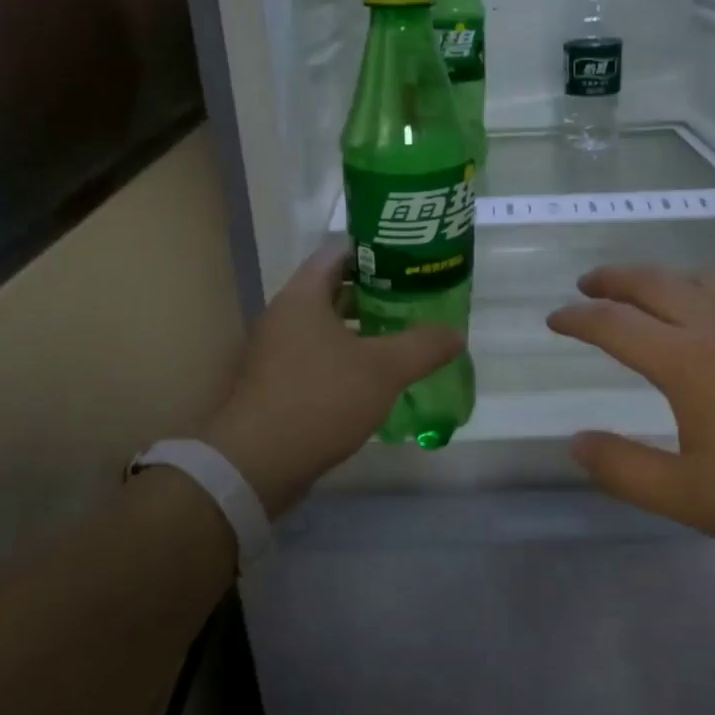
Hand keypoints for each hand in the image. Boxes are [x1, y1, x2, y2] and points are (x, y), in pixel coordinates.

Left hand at [201, 238, 464, 514]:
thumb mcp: (383, 370)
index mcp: (303, 297)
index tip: (410, 260)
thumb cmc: (321, 399)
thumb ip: (423, 346)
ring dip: (362, 329)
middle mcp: (284, 316)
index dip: (375, 251)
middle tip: (415, 299)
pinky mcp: (277, 383)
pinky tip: (375, 377)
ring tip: (403, 336)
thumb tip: (456, 334)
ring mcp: (277, 351)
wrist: (258, 463)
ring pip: (326, 327)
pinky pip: (318, 357)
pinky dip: (346, 358)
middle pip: (333, 289)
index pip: (339, 252)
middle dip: (376, 293)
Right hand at [547, 265, 714, 557]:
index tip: (554, 319)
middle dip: (613, 279)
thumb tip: (576, 443)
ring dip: (660, 276)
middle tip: (588, 283)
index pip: (614, 324)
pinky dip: (706, 286)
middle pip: (653, 283)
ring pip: (699, 278)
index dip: (578, 318)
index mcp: (686, 360)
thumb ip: (625, 469)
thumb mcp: (691, 496)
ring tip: (645, 289)